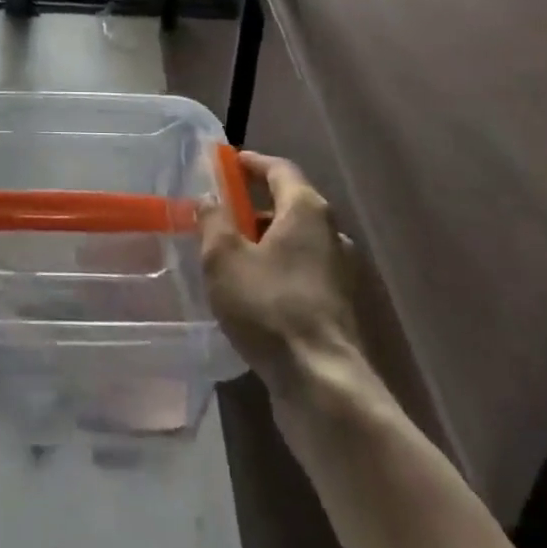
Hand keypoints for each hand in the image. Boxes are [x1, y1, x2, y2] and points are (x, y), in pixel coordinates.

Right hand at [198, 152, 380, 401]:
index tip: (227, 163)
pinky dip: (278, 267)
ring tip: (231, 251)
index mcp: (306, 209)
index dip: (252, 162)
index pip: (279, 169)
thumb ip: (213, 221)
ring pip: (297, 240)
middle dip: (255, 203)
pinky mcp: (338, 306)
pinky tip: (253, 289)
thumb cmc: (270, 306)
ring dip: (266, 239)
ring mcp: (339, 271)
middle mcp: (330, 232)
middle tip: (222, 209)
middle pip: (290, 203)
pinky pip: (303, 270)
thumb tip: (207, 199)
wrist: (323, 385)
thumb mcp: (224, 258)